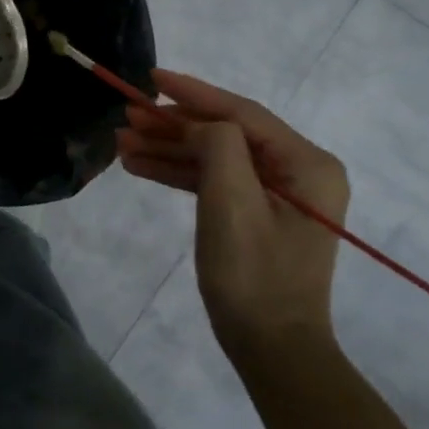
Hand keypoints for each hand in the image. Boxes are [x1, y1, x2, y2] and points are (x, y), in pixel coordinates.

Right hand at [116, 70, 348, 354]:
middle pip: (226, 133)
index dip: (193, 93)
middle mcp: (299, 171)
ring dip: (169, 149)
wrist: (272, 350)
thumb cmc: (254, 275)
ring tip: (122, 143)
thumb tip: (198, 128)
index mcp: (307, 163)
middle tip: (126, 117)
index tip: (151, 78)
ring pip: (216, 157)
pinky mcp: (260, 215)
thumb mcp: (231, 201)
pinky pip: (216, 181)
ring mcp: (280, 195)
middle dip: (173, 125)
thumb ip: (216, 145)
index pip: (242, 113)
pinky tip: (141, 166)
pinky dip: (179, 173)